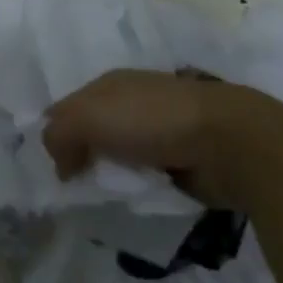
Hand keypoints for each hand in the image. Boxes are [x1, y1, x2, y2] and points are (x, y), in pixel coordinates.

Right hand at [42, 68, 282, 209]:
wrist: (228, 142)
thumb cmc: (153, 121)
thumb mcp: (88, 117)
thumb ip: (58, 134)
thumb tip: (61, 165)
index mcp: (110, 84)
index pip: (67, 108)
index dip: (56, 136)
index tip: (53, 168)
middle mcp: (133, 102)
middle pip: (93, 133)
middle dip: (82, 158)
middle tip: (74, 188)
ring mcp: (160, 130)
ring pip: (119, 156)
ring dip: (111, 175)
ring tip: (103, 197)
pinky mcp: (182, 158)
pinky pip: (146, 175)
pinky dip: (138, 187)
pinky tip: (134, 199)